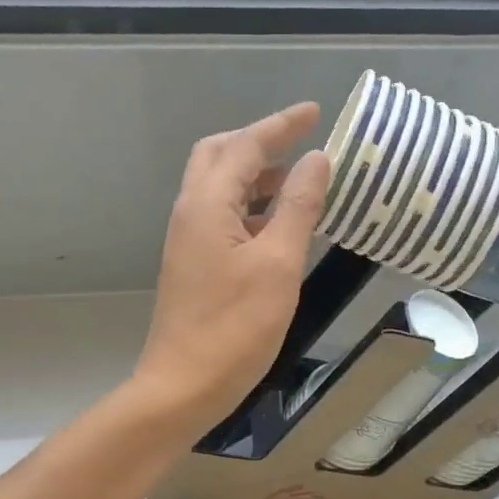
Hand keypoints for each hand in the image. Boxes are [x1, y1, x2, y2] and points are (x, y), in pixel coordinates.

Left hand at [134, 103, 331, 435]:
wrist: (183, 386)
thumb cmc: (235, 327)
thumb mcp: (278, 263)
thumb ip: (297, 207)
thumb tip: (316, 160)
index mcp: (207, 204)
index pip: (245, 146)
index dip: (281, 125)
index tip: (315, 112)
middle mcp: (191, 211)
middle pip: (220, 156)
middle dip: (259, 143)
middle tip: (300, 143)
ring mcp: (188, 239)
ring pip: (220, 187)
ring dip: (257, 176)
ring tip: (300, 184)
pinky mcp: (193, 263)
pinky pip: (223, 216)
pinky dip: (251, 207)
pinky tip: (280, 226)